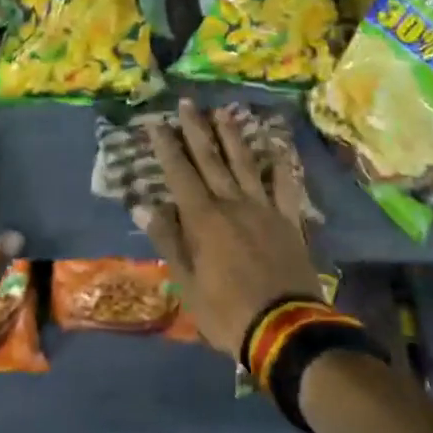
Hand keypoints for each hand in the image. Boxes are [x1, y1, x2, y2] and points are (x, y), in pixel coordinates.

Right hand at [138, 99, 322, 358]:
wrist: (285, 330)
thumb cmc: (227, 312)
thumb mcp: (187, 284)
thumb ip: (168, 241)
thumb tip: (144, 206)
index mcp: (203, 219)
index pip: (180, 173)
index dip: (166, 147)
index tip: (156, 122)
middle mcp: (231, 203)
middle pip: (211, 159)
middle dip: (196, 129)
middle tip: (186, 103)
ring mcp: (263, 208)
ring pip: (244, 163)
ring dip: (232, 136)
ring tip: (223, 111)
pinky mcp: (288, 220)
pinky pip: (285, 186)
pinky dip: (281, 165)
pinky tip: (278, 146)